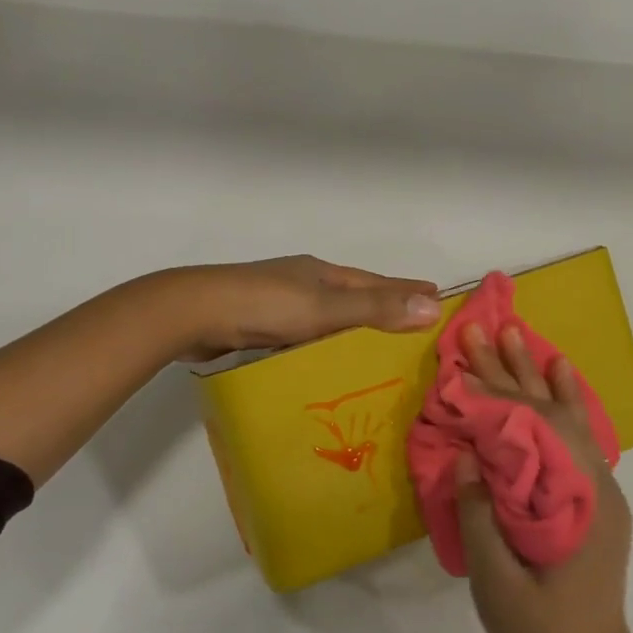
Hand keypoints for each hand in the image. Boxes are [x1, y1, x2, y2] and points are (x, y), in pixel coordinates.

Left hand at [172, 255, 440, 360]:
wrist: (194, 313)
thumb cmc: (264, 305)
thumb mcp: (325, 307)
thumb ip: (375, 308)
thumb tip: (433, 306)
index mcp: (323, 273)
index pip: (377, 282)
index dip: (407, 290)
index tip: (438, 297)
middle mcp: (305, 282)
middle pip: (354, 295)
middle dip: (383, 307)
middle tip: (413, 325)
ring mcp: (280, 302)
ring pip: (328, 315)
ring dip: (353, 326)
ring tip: (377, 347)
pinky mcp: (260, 324)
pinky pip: (306, 333)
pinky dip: (324, 342)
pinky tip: (326, 359)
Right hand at [456, 323, 632, 632]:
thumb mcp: (496, 580)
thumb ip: (480, 513)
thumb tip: (464, 452)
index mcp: (573, 502)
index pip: (530, 428)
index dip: (494, 390)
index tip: (467, 354)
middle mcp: (594, 485)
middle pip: (548, 413)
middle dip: (512, 370)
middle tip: (483, 330)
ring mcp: (598, 490)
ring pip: (566, 418)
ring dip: (538, 376)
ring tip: (517, 336)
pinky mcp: (591, 499)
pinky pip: (577, 438)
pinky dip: (566, 402)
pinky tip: (559, 376)